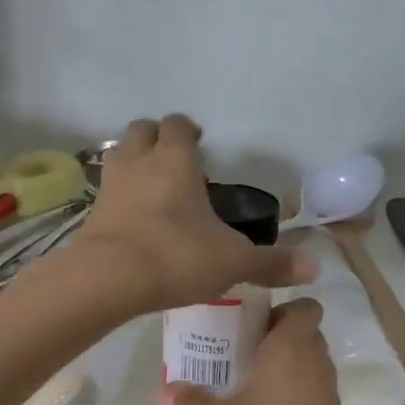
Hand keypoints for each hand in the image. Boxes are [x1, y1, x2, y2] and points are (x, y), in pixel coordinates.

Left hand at [62, 116, 315, 313]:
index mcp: (174, 159)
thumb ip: (270, 263)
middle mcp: (138, 162)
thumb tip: (314, 267)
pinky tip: (132, 218)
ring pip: (118, 155)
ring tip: (151, 185)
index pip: (178, 125)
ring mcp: (109, 186)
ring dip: (133, 162)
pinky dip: (118, 197)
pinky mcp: (91, 214)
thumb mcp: (232, 262)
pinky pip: (106, 192)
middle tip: (174, 161)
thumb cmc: (175, 257)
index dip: (188, 130)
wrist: (108, 279)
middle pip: (141, 130)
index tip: (199, 143)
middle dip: (156, 138)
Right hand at [160, 299, 368, 404]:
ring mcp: (327, 391)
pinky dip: (291, 391)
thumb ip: (192, 403)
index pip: (304, 306)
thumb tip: (163, 391)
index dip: (283, 309)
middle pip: (302, 333)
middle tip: (238, 350)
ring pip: (307, 362)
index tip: (252, 323)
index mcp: (292, 347)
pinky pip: (310, 389)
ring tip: (245, 380)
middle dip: (274, 337)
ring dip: (282, 366)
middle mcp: (316, 361)